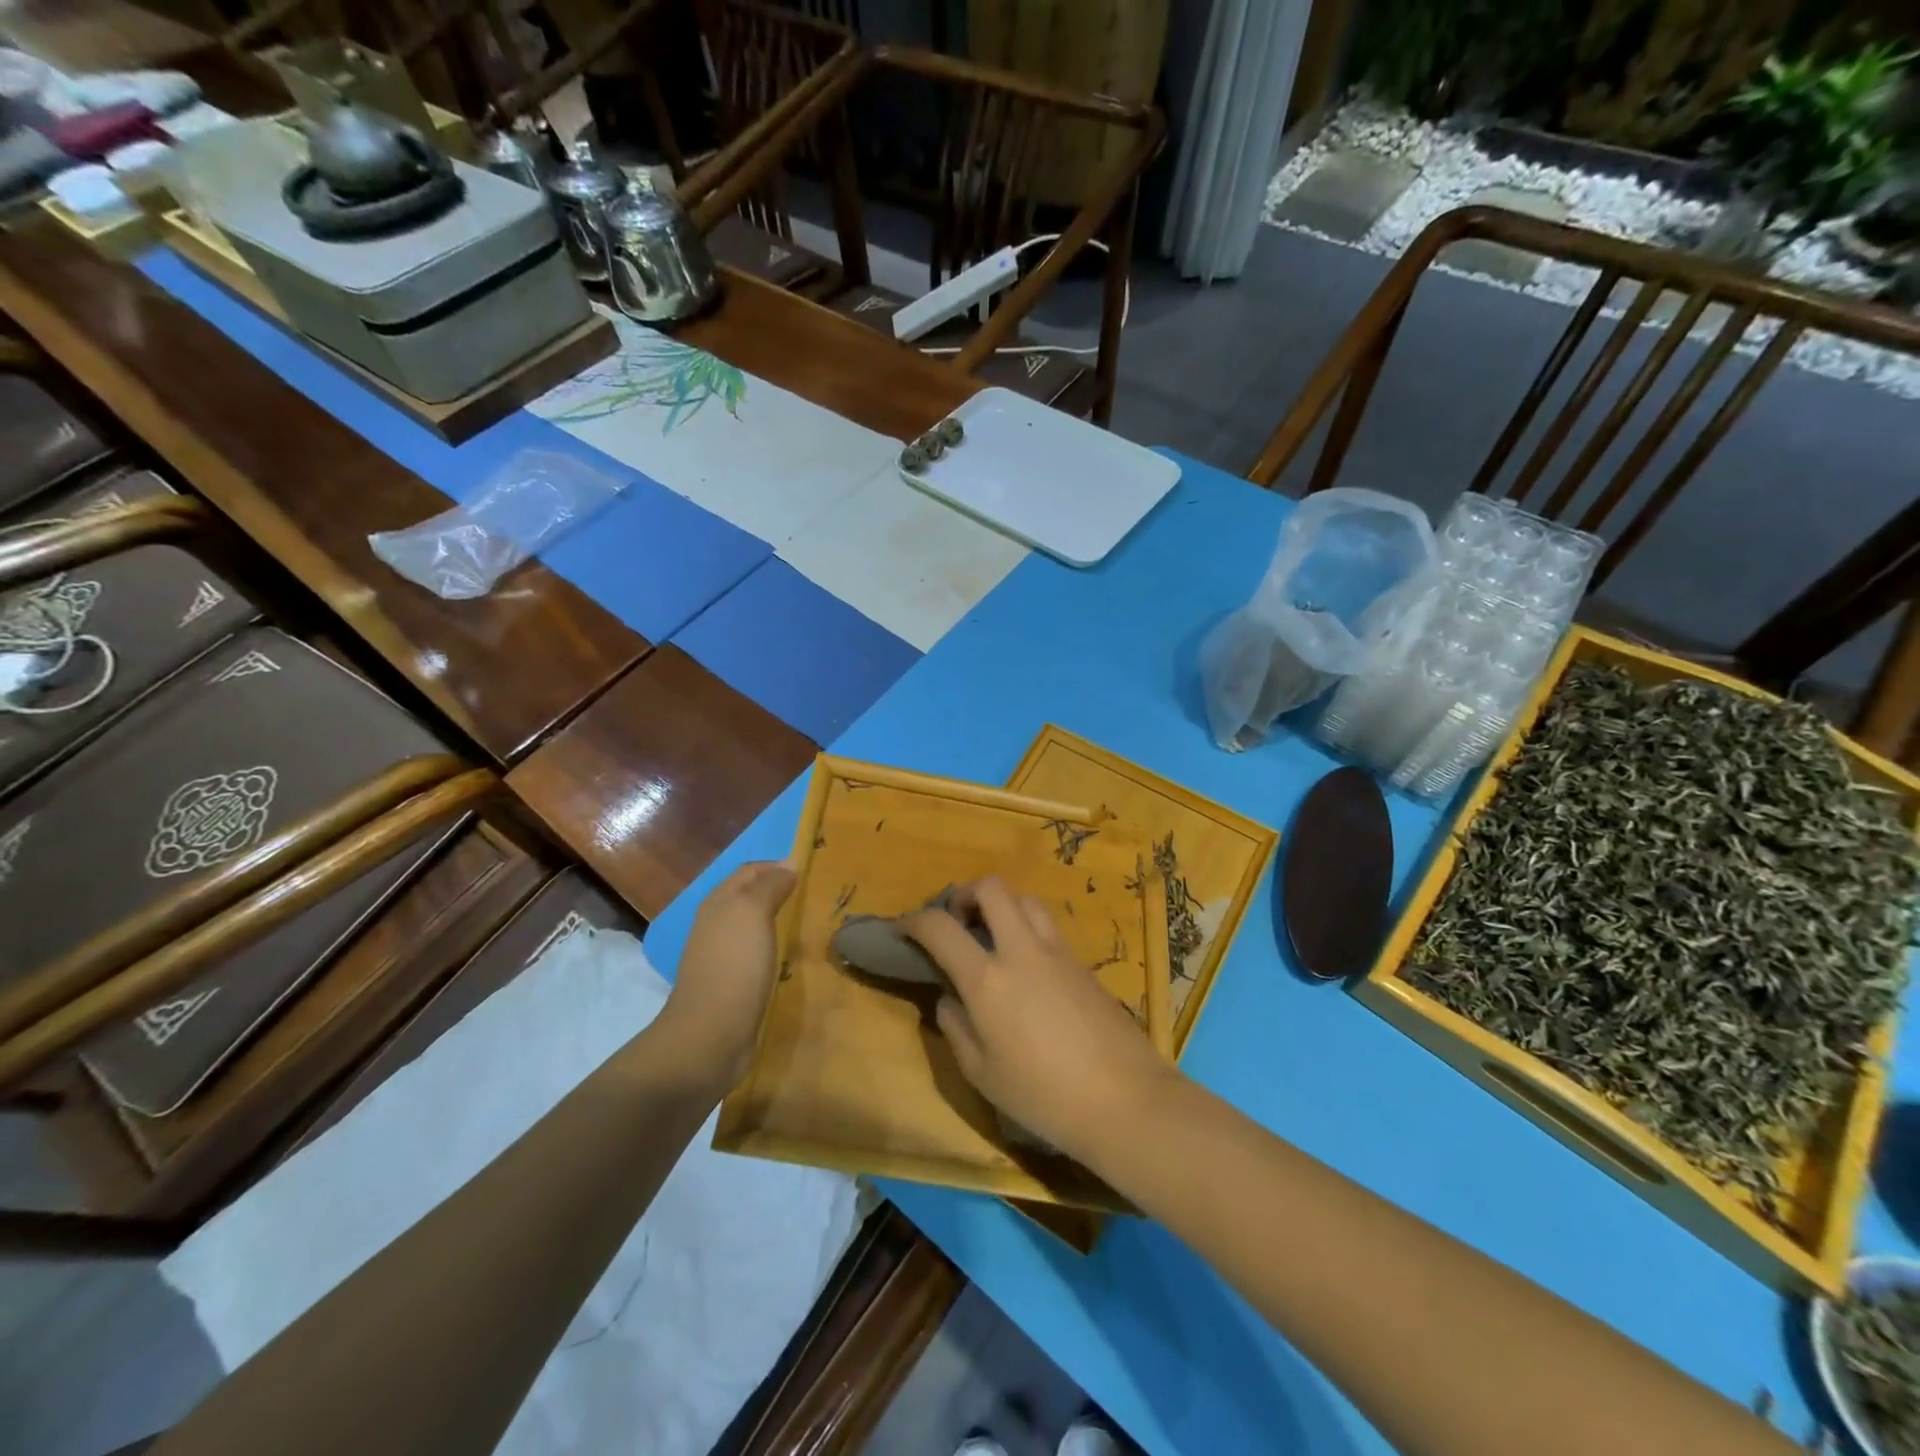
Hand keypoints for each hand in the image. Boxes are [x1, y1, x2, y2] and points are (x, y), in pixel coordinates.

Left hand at [657, 859, 795, 1092]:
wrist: (710, 1036)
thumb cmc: (734, 967)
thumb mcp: (753, 914)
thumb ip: (770, 885)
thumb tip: (790, 862)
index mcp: (719, 902)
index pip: (750, 870)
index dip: (779, 866)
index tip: (812, 871)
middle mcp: (717, 924)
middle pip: (751, 897)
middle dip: (780, 892)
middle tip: (816, 897)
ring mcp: (723, 956)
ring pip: (754, 927)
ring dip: (780, 922)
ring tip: (811, 925)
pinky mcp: (733, 984)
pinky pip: (758, 955)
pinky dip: (776, 950)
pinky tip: (794, 959)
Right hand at [903, 877, 1175, 1161]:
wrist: (1125, 1099)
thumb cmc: (1043, 1096)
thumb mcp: (982, 1073)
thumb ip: (956, 1027)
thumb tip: (949, 996)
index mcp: (988, 979)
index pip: (940, 928)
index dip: (914, 920)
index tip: (903, 928)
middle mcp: (1021, 950)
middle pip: (991, 888)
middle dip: (964, 894)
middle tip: (956, 921)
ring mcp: (1057, 951)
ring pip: (1025, 900)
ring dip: (1002, 907)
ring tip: (993, 938)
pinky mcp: (1083, 961)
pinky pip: (1048, 927)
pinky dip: (1027, 929)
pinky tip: (1026, 966)